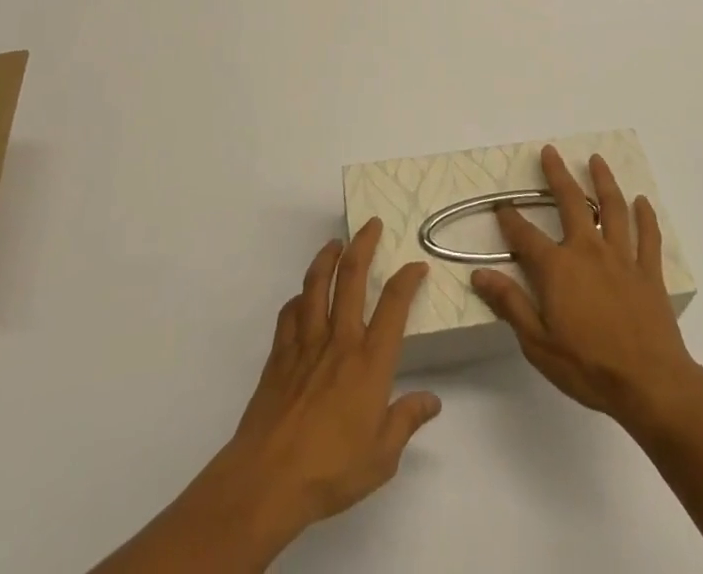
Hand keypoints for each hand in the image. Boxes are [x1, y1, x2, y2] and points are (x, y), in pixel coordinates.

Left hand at [89, 223, 438, 573]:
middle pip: (351, 277)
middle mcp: (340, 340)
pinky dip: (298, 298)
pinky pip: (289, 313)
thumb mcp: (382, 456)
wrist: (269, 478)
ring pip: (316, 284)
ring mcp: (306, 342)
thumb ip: (406, 421)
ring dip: (327, 257)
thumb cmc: (332, 470)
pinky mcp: (279, 353)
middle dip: (363, 244)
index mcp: (370, 361)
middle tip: (372, 224)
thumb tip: (432, 400)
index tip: (416, 265)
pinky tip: (301, 297)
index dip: (407, 280)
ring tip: (335, 243)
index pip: (394, 306)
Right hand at [471, 146, 702, 431]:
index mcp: (557, 268)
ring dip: (603, 181)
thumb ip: (510, 304)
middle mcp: (587, 250)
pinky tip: (643, 201)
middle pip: (570, 202)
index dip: (510, 219)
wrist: (651, 385)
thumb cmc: (589, 367)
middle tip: (550, 151)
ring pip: (612, 208)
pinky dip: (645, 216)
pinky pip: (648, 237)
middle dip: (557, 174)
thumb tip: (479, 274)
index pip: (525, 236)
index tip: (501, 205)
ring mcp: (621, 258)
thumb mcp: (538, 344)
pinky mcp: (648, 272)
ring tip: (597, 160)